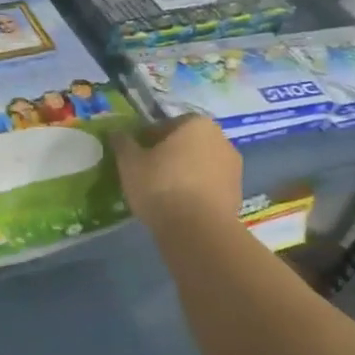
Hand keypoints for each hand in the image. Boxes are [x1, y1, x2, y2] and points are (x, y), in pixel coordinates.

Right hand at [110, 117, 242, 234]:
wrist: (198, 230)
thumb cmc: (161, 185)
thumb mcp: (129, 162)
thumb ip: (123, 143)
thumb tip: (117, 132)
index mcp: (196, 124)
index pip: (165, 125)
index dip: (147, 139)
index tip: (136, 156)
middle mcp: (220, 139)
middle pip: (186, 144)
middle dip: (169, 155)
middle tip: (148, 173)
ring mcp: (233, 167)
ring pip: (199, 165)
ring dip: (184, 173)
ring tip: (163, 193)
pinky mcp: (237, 194)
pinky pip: (209, 185)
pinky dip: (196, 191)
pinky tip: (180, 207)